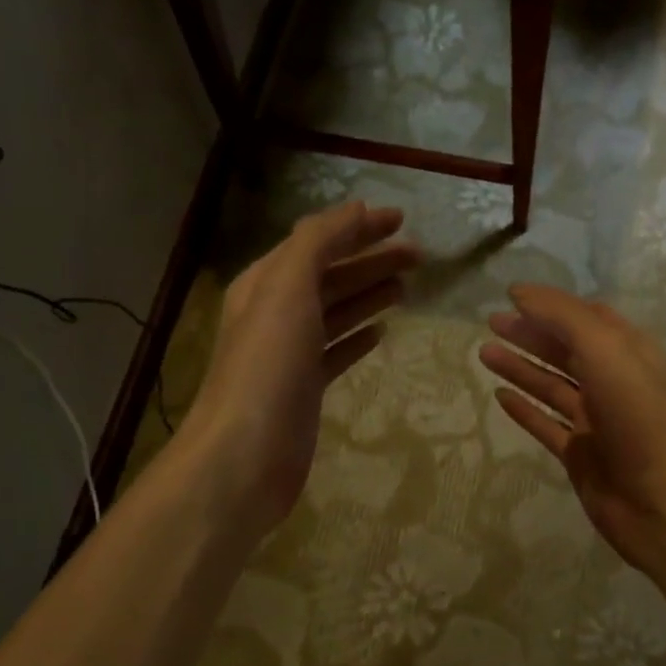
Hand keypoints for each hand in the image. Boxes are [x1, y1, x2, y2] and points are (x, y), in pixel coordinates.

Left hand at [186, 202, 418, 532]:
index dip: (357, 227)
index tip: (401, 220)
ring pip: (336, 312)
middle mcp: (276, 313)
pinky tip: (381, 332)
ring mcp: (291, 353)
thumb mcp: (287, 289)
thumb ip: (318, 243)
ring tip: (408, 287)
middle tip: (419, 256)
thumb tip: (355, 211)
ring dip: (369, 294)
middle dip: (372, 260)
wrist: (245, 454)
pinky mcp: (305, 388)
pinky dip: (358, 337)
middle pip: (331, 276)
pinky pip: (337, 351)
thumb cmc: (267, 366)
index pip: (317, 241)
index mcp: (267, 283)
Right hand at [479, 285, 665, 572]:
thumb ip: (562, 316)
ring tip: (484, 353)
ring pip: (552, 386)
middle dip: (530, 334)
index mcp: (629, 353)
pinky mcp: (580, 455)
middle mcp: (614, 382)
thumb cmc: (637, 414)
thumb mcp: (604, 349)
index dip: (552, 305)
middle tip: (491, 323)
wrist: (660, 498)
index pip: (588, 317)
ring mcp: (596, 421)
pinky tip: (499, 397)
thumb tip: (520, 292)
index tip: (513, 297)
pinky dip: (525, 410)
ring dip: (520, 368)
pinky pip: (547, 425)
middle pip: (566, 350)